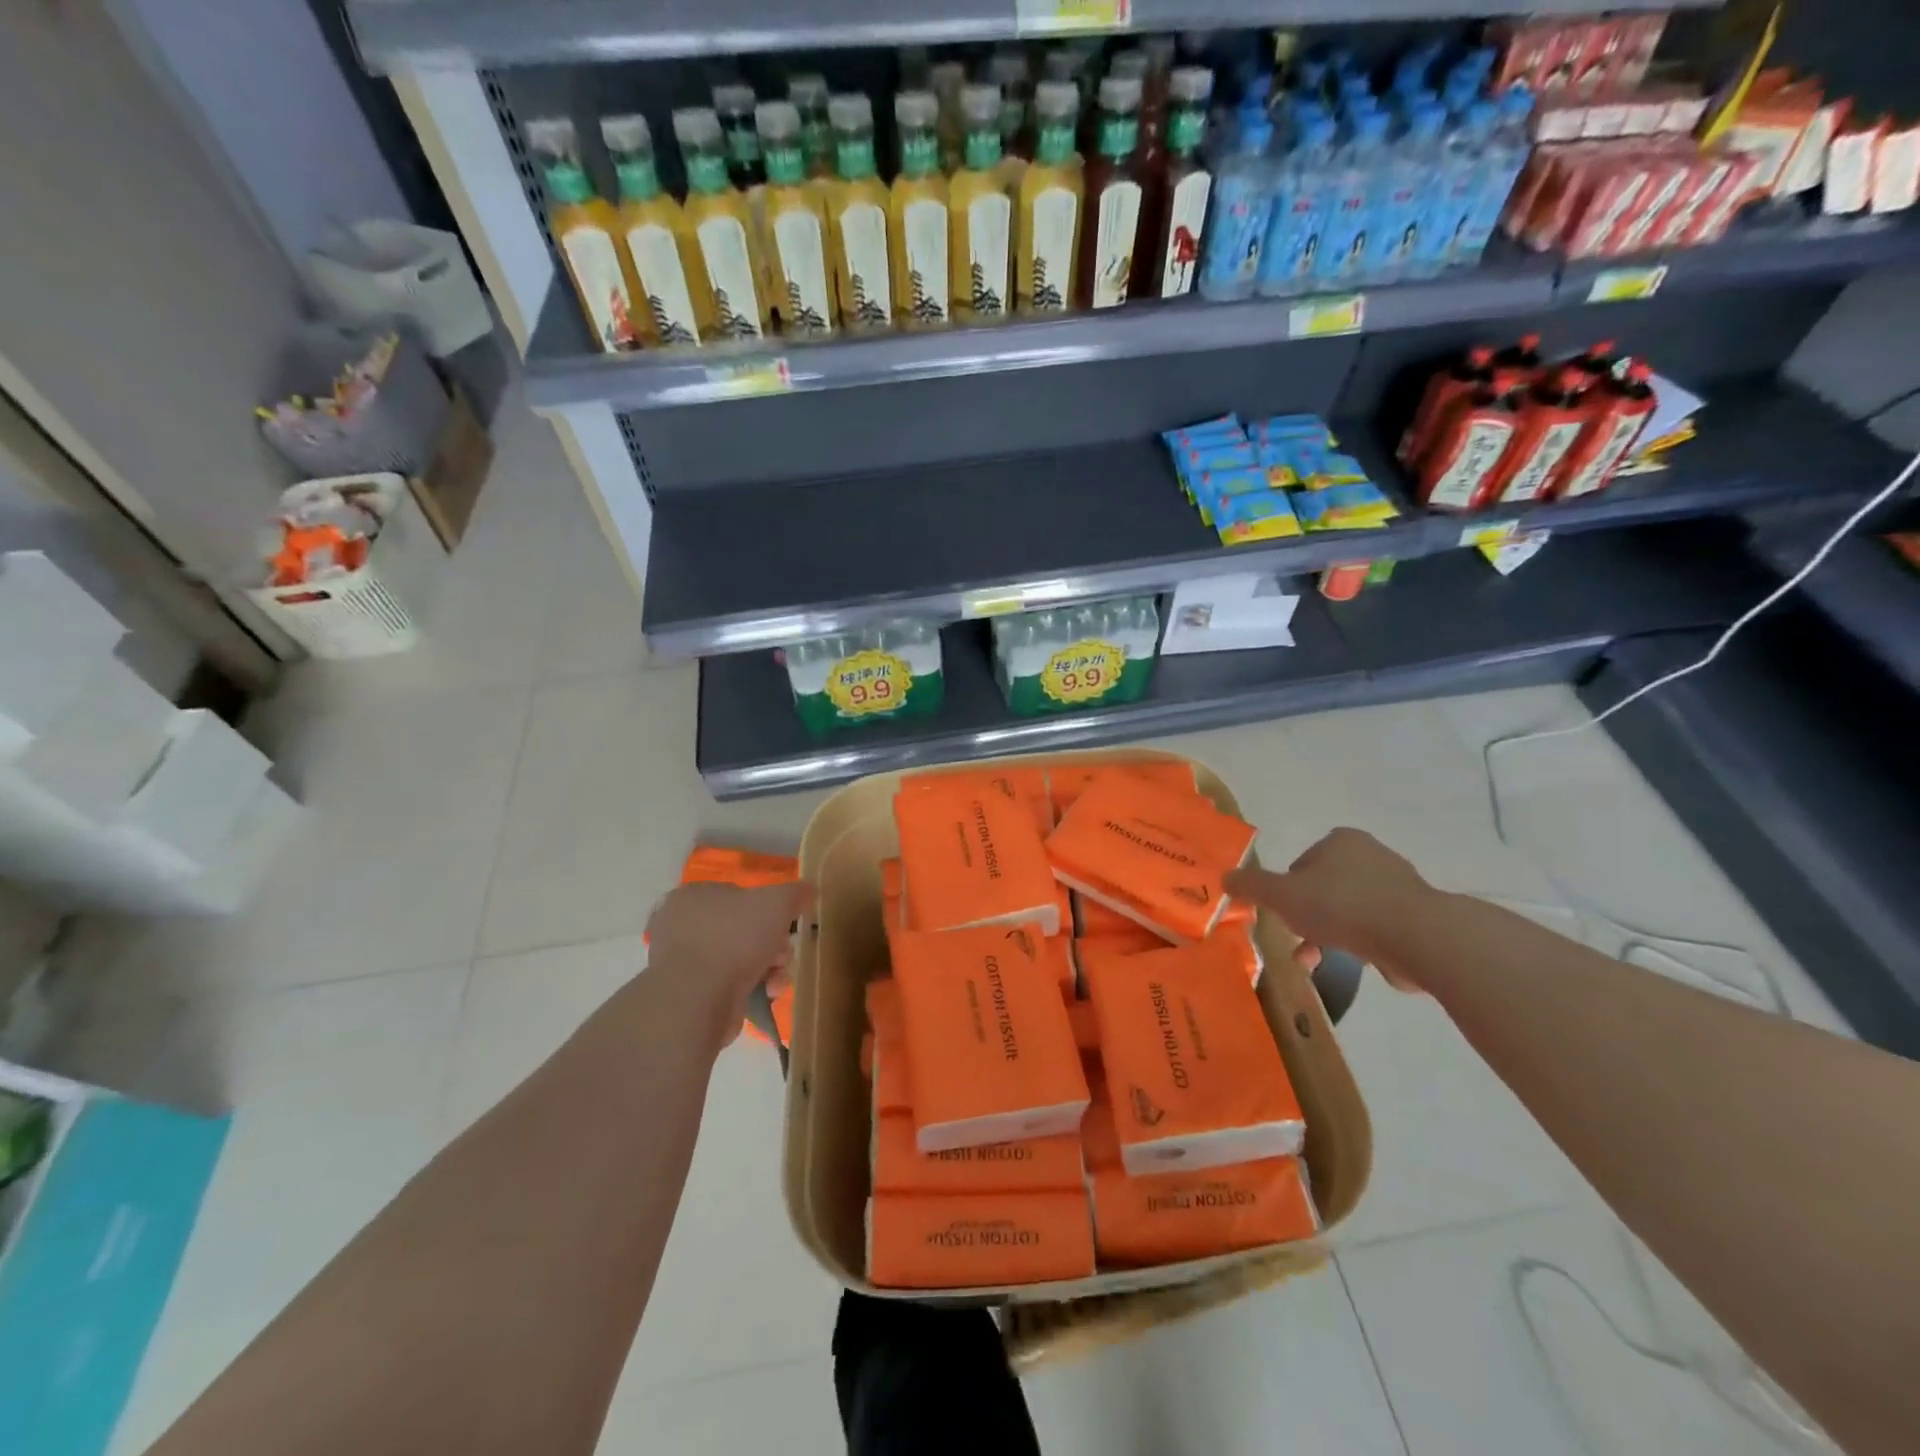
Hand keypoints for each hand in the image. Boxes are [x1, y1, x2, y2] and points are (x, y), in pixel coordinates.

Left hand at [644, 881, 814, 1046]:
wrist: (699, 998)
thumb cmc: (735, 937)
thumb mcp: (777, 902)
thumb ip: (795, 892)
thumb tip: (809, 889)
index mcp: (692, 896)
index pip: (736, 894)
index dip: (765, 908)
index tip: (784, 924)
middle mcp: (680, 927)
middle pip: (742, 929)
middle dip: (771, 944)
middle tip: (783, 955)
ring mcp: (682, 964)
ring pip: (739, 959)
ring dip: (768, 968)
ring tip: (777, 980)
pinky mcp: (689, 996)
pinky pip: (729, 985)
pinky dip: (751, 988)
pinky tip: (765, 994)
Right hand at [1224, 828, 1438, 988]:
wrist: (1416, 936)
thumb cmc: (1342, 906)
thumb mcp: (1282, 895)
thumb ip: (1251, 886)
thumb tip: (1224, 878)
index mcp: (1340, 841)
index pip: (1301, 863)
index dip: (1287, 890)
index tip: (1284, 915)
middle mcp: (1371, 855)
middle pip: (1325, 887)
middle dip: (1309, 917)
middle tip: (1299, 941)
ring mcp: (1398, 885)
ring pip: (1350, 910)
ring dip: (1331, 934)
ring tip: (1319, 962)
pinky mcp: (1418, 916)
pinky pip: (1378, 928)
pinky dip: (1362, 944)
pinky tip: (1357, 962)